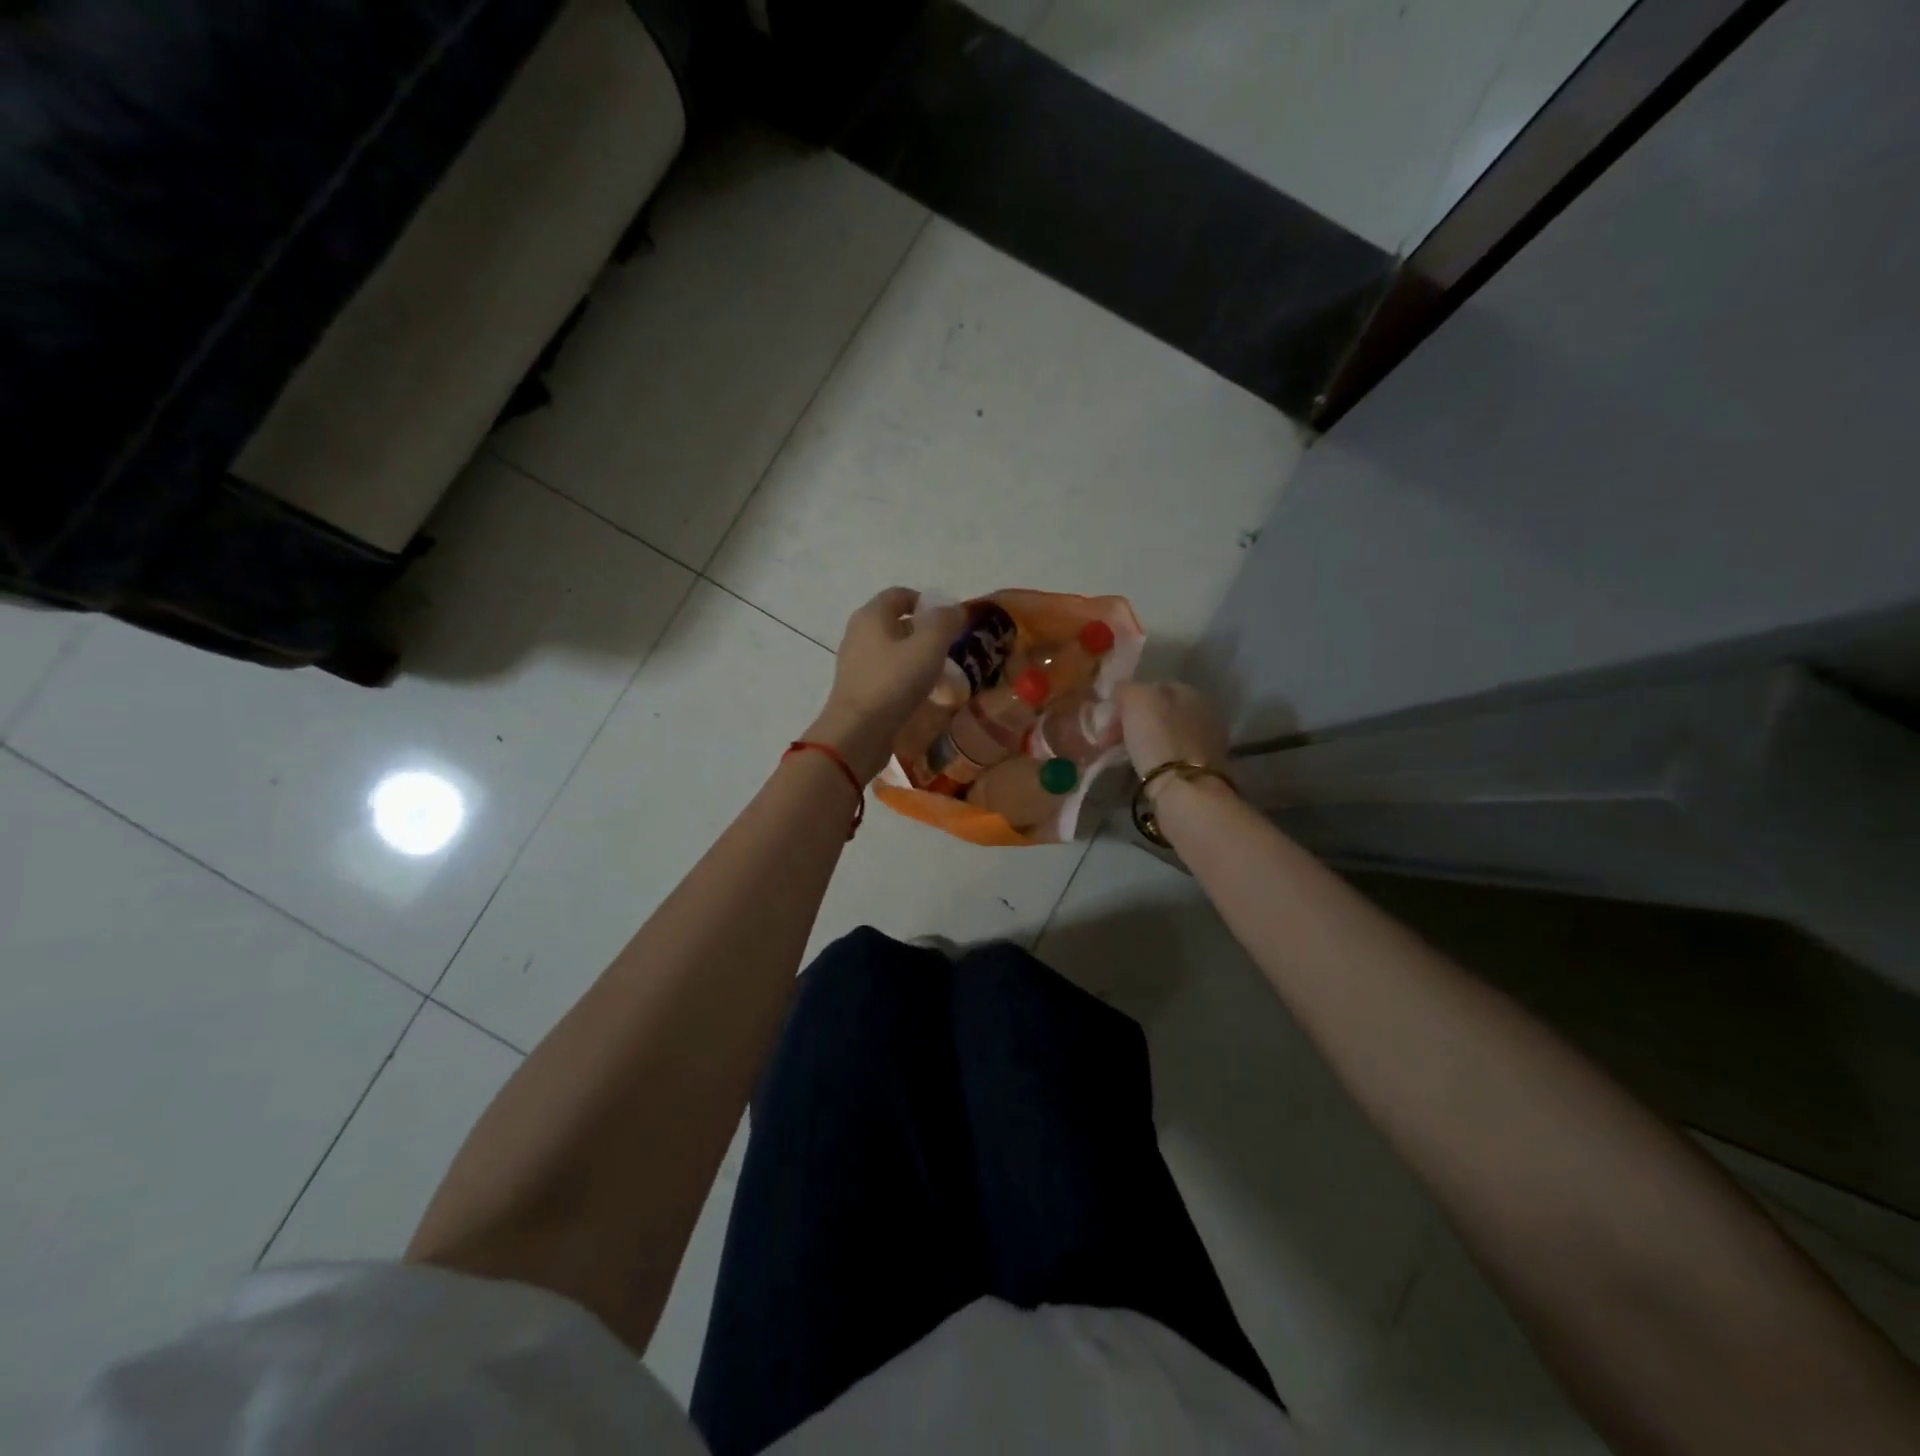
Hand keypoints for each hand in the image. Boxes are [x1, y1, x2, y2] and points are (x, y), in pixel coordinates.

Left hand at [808, 588, 965, 780]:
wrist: (858, 732)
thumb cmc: (894, 682)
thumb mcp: (929, 646)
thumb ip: (944, 622)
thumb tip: (954, 609)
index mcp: (871, 615)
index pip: (899, 594)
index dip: (926, 601)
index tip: (949, 620)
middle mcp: (858, 634)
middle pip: (896, 623)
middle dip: (925, 633)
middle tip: (950, 648)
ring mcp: (855, 663)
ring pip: (892, 651)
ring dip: (917, 658)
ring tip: (942, 675)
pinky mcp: (858, 689)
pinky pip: (887, 675)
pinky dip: (906, 679)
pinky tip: (922, 695)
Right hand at [1117, 682, 1228, 795]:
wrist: (1184, 790)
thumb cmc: (1159, 738)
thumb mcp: (1138, 700)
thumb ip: (1127, 689)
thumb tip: (1120, 690)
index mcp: (1191, 693)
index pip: (1152, 687)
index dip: (1125, 700)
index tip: (1106, 719)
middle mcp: (1203, 714)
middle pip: (1157, 712)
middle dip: (1129, 723)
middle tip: (1106, 740)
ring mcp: (1205, 743)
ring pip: (1162, 735)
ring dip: (1139, 742)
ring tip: (1119, 756)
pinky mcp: (1200, 770)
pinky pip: (1168, 756)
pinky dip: (1152, 759)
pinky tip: (1140, 768)